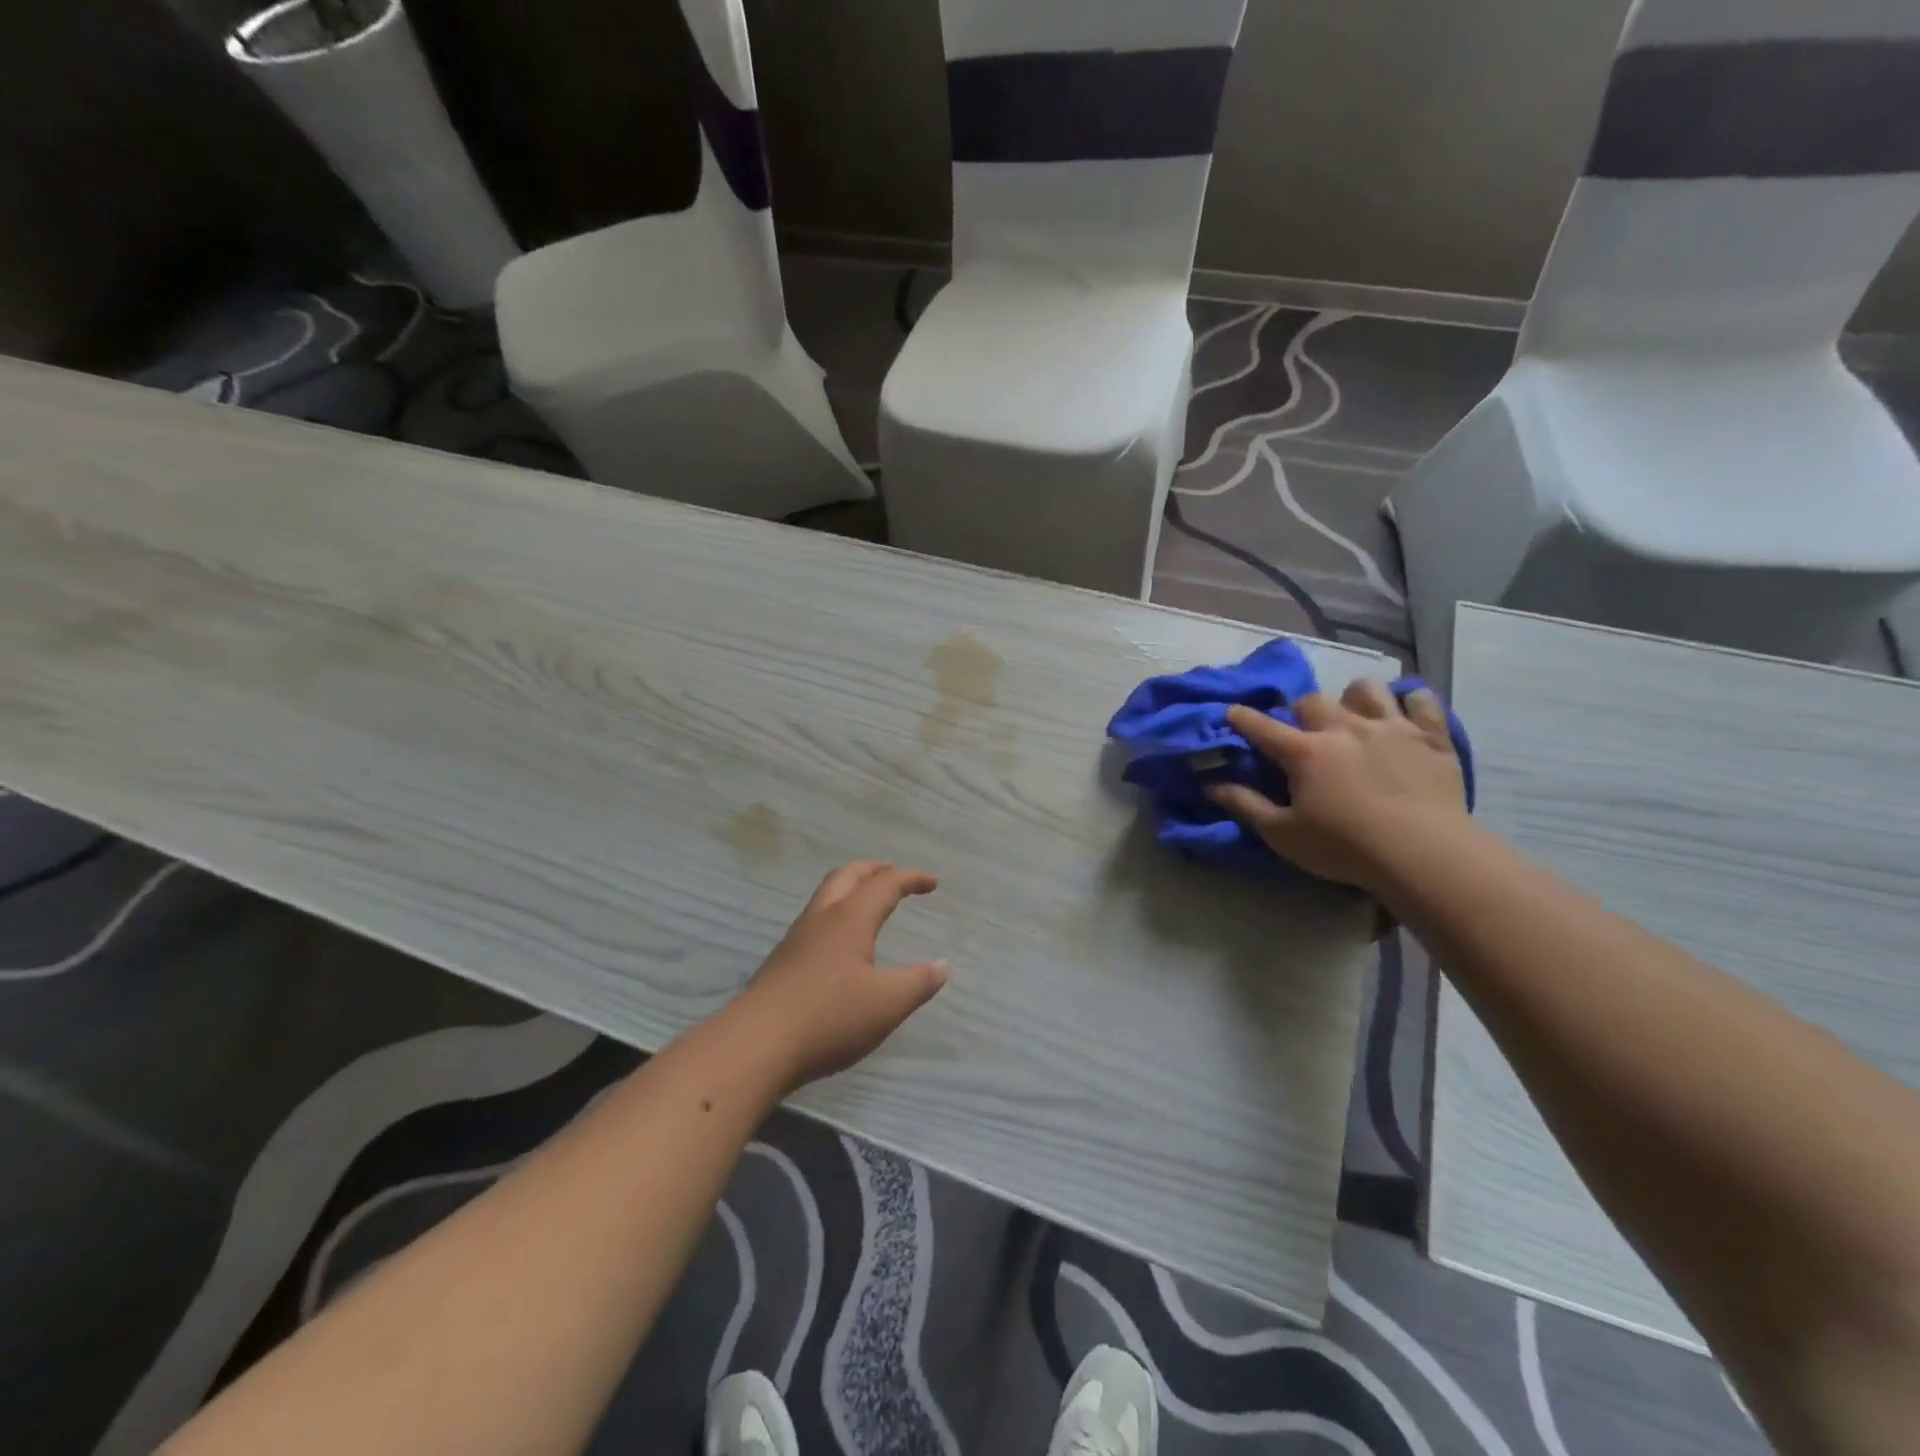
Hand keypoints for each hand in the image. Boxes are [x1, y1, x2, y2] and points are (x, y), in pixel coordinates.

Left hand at [734, 862, 948, 1091]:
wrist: (756, 1045)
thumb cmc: (829, 1018)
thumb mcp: (886, 1004)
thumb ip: (918, 983)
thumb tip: (942, 965)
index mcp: (850, 919)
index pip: (885, 884)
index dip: (911, 878)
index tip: (933, 883)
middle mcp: (822, 918)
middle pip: (847, 876)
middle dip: (874, 870)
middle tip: (895, 874)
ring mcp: (797, 938)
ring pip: (826, 896)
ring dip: (851, 888)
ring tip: (869, 902)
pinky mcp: (782, 961)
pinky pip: (814, 920)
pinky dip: (836, 914)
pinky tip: (840, 942)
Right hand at [1207, 682, 1467, 891]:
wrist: (1423, 854)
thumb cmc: (1344, 847)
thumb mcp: (1283, 834)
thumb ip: (1245, 805)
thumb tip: (1211, 784)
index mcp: (1305, 752)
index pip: (1262, 726)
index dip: (1242, 718)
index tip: (1232, 713)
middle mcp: (1343, 728)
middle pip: (1312, 701)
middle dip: (1301, 712)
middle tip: (1305, 733)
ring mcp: (1390, 727)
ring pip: (1365, 689)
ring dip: (1354, 698)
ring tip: (1355, 717)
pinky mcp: (1430, 736)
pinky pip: (1421, 700)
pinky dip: (1410, 703)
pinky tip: (1405, 716)